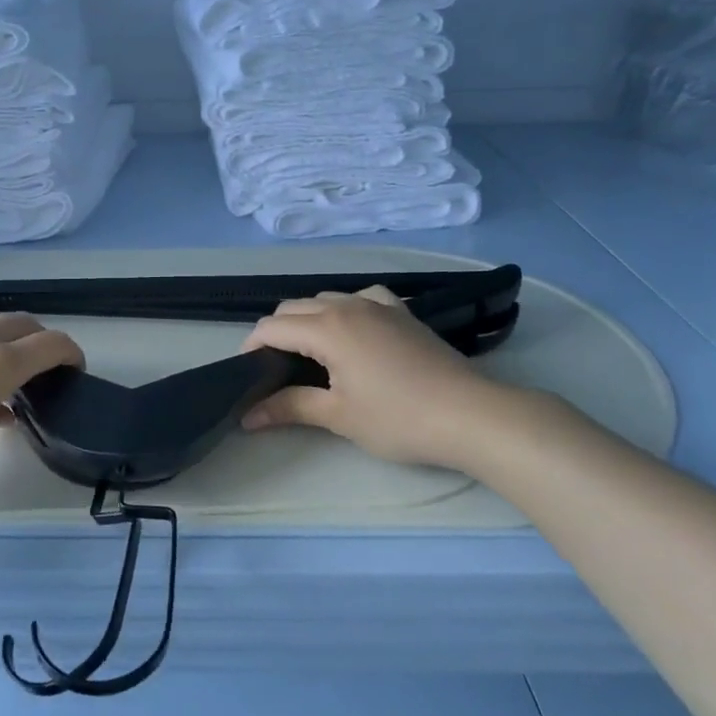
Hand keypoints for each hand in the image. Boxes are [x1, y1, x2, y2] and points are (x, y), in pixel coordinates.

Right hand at [241, 285, 535, 475]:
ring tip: (309, 353)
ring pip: (326, 299)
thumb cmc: (399, 418)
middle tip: (273, 368)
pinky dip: (345, 309)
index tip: (245, 372)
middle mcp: (347, 305)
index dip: (251, 346)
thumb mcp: (339, 416)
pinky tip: (353, 331)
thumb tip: (248, 416)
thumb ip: (290, 407)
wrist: (470, 414)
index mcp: (326, 328)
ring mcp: (378, 303)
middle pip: (294, 307)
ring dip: (308, 319)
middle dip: (276, 332)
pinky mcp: (402, 312)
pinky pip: (361, 297)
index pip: (272, 327)